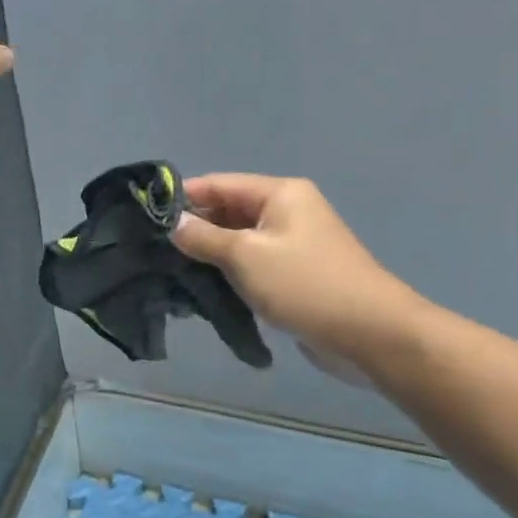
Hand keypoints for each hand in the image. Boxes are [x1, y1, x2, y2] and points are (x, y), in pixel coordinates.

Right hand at [172, 174, 424, 385]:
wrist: (371, 334)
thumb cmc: (305, 284)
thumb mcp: (246, 256)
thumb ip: (204, 237)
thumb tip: (174, 224)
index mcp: (280, 193)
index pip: (219, 184)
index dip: (183, 197)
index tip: (146, 216)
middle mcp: (287, 211)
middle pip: (228, 210)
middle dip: (194, 227)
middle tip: (154, 248)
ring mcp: (292, 243)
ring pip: (238, 240)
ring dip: (209, 253)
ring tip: (170, 269)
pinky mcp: (294, 274)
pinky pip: (252, 264)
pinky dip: (228, 272)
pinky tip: (202, 287)